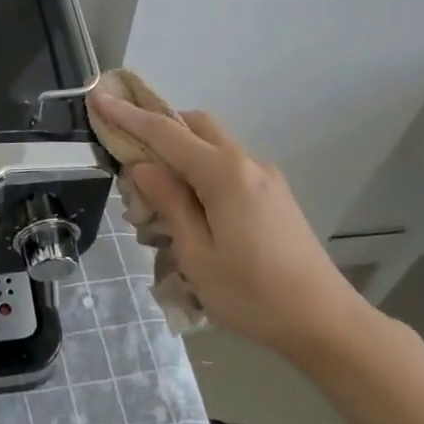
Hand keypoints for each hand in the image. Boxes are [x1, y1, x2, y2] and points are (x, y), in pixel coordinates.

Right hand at [90, 92, 363, 363]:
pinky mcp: (273, 196)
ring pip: (212, 146)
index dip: (127, 116)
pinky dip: (199, 173)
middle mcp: (247, 164)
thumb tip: (142, 166)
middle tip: (127, 154)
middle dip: (157, 128)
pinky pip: (227, 168)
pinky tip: (188, 213)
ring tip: (154, 200)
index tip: (98, 99)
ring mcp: (265, 178)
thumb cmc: (253, 295)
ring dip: (178, 156)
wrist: (325, 323)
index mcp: (225, 175)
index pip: (165, 133)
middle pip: (195, 126)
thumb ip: (168, 202)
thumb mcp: (197, 255)